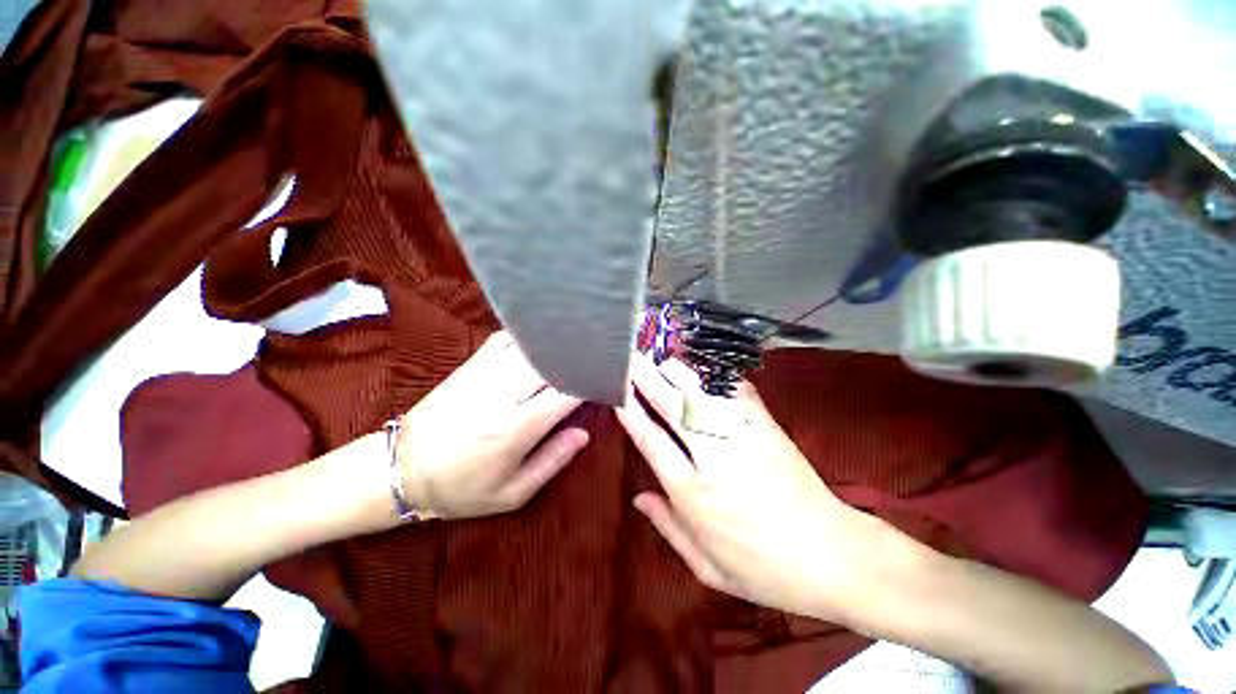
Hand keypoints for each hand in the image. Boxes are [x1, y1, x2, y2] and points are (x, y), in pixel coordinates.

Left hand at [394, 331, 588, 519]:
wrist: (401, 469)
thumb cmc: (461, 488)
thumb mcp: (512, 494)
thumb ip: (553, 461)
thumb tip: (583, 433)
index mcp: (515, 428)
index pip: (566, 393)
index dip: (592, 382)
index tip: (609, 379)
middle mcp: (502, 393)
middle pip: (551, 362)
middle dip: (579, 357)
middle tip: (601, 354)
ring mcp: (483, 373)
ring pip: (530, 346)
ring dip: (557, 343)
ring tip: (578, 341)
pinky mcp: (470, 365)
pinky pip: (504, 339)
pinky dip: (528, 337)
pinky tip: (540, 340)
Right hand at [615, 353, 880, 620]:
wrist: (834, 558)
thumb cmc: (764, 570)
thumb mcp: (708, 567)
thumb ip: (668, 527)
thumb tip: (638, 498)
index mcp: (693, 494)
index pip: (651, 441)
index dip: (632, 412)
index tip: (618, 391)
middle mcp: (713, 458)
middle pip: (673, 408)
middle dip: (648, 379)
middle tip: (631, 359)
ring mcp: (743, 438)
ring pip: (701, 394)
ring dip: (677, 371)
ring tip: (657, 354)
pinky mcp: (766, 428)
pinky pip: (736, 393)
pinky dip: (714, 376)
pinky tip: (700, 364)